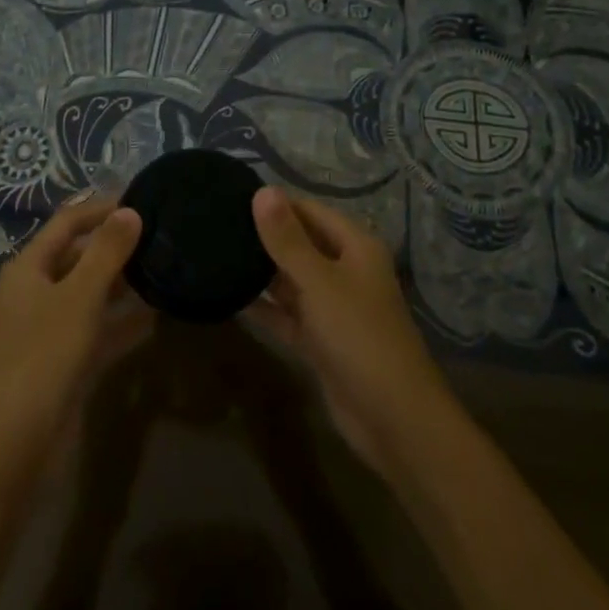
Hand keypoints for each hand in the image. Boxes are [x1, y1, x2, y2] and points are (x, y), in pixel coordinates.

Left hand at [0, 195, 150, 452]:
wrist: (15, 445)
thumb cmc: (44, 356)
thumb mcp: (80, 296)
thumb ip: (107, 252)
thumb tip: (130, 210)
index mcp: (30, 267)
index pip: (68, 222)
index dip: (102, 208)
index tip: (143, 199)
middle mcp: (38, 291)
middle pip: (80, 255)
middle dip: (117, 245)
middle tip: (163, 234)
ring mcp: (51, 328)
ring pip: (92, 293)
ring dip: (124, 283)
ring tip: (166, 267)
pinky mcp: (67, 361)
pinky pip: (100, 329)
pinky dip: (124, 321)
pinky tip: (158, 315)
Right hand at [241, 187, 456, 473]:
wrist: (394, 419)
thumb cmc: (359, 336)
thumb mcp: (319, 282)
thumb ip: (287, 239)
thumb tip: (263, 190)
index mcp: (355, 247)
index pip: (309, 211)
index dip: (274, 203)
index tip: (230, 197)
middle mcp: (345, 270)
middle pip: (299, 243)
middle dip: (264, 236)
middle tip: (214, 224)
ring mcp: (332, 307)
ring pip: (290, 279)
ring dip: (260, 271)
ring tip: (214, 253)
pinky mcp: (320, 340)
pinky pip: (286, 314)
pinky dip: (263, 307)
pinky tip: (228, 296)